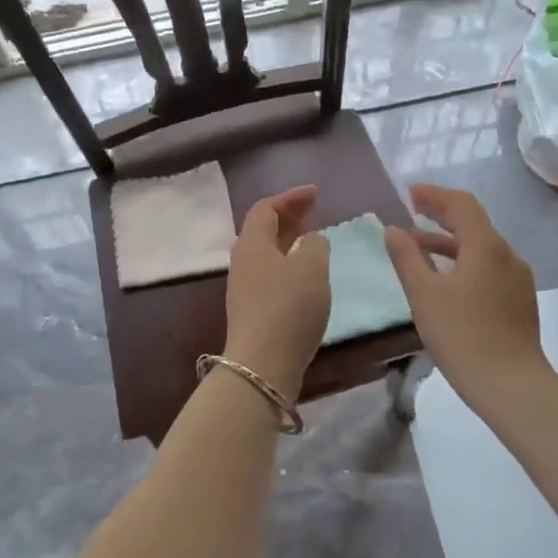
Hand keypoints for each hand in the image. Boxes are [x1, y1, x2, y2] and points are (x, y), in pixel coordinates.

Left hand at [224, 186, 331, 397]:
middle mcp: (242, 261)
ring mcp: (244, 288)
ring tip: (312, 240)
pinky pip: (270, 274)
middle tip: (314, 210)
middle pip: (263, 229)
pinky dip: (288, 264)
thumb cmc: (288, 307)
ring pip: (266, 253)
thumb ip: (315, 245)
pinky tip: (305, 276)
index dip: (290, 197)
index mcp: (252, 243)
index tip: (315, 194)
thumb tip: (310, 240)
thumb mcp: (311, 267)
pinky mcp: (252, 311)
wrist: (262, 364)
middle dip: (289, 216)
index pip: (266, 208)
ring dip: (288, 241)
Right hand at [385, 184, 545, 406]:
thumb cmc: (461, 335)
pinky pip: (489, 266)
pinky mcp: (519, 300)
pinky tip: (447, 279)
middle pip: (474, 223)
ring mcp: (518, 278)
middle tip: (412, 212)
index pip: (461, 204)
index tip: (409, 194)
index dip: (434, 195)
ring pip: (481, 247)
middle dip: (442, 215)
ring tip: (420, 248)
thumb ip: (406, 257)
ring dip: (450, 241)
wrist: (510, 384)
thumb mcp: (423, 294)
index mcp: (486, 246)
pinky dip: (464, 261)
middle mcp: (507, 254)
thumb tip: (393, 229)